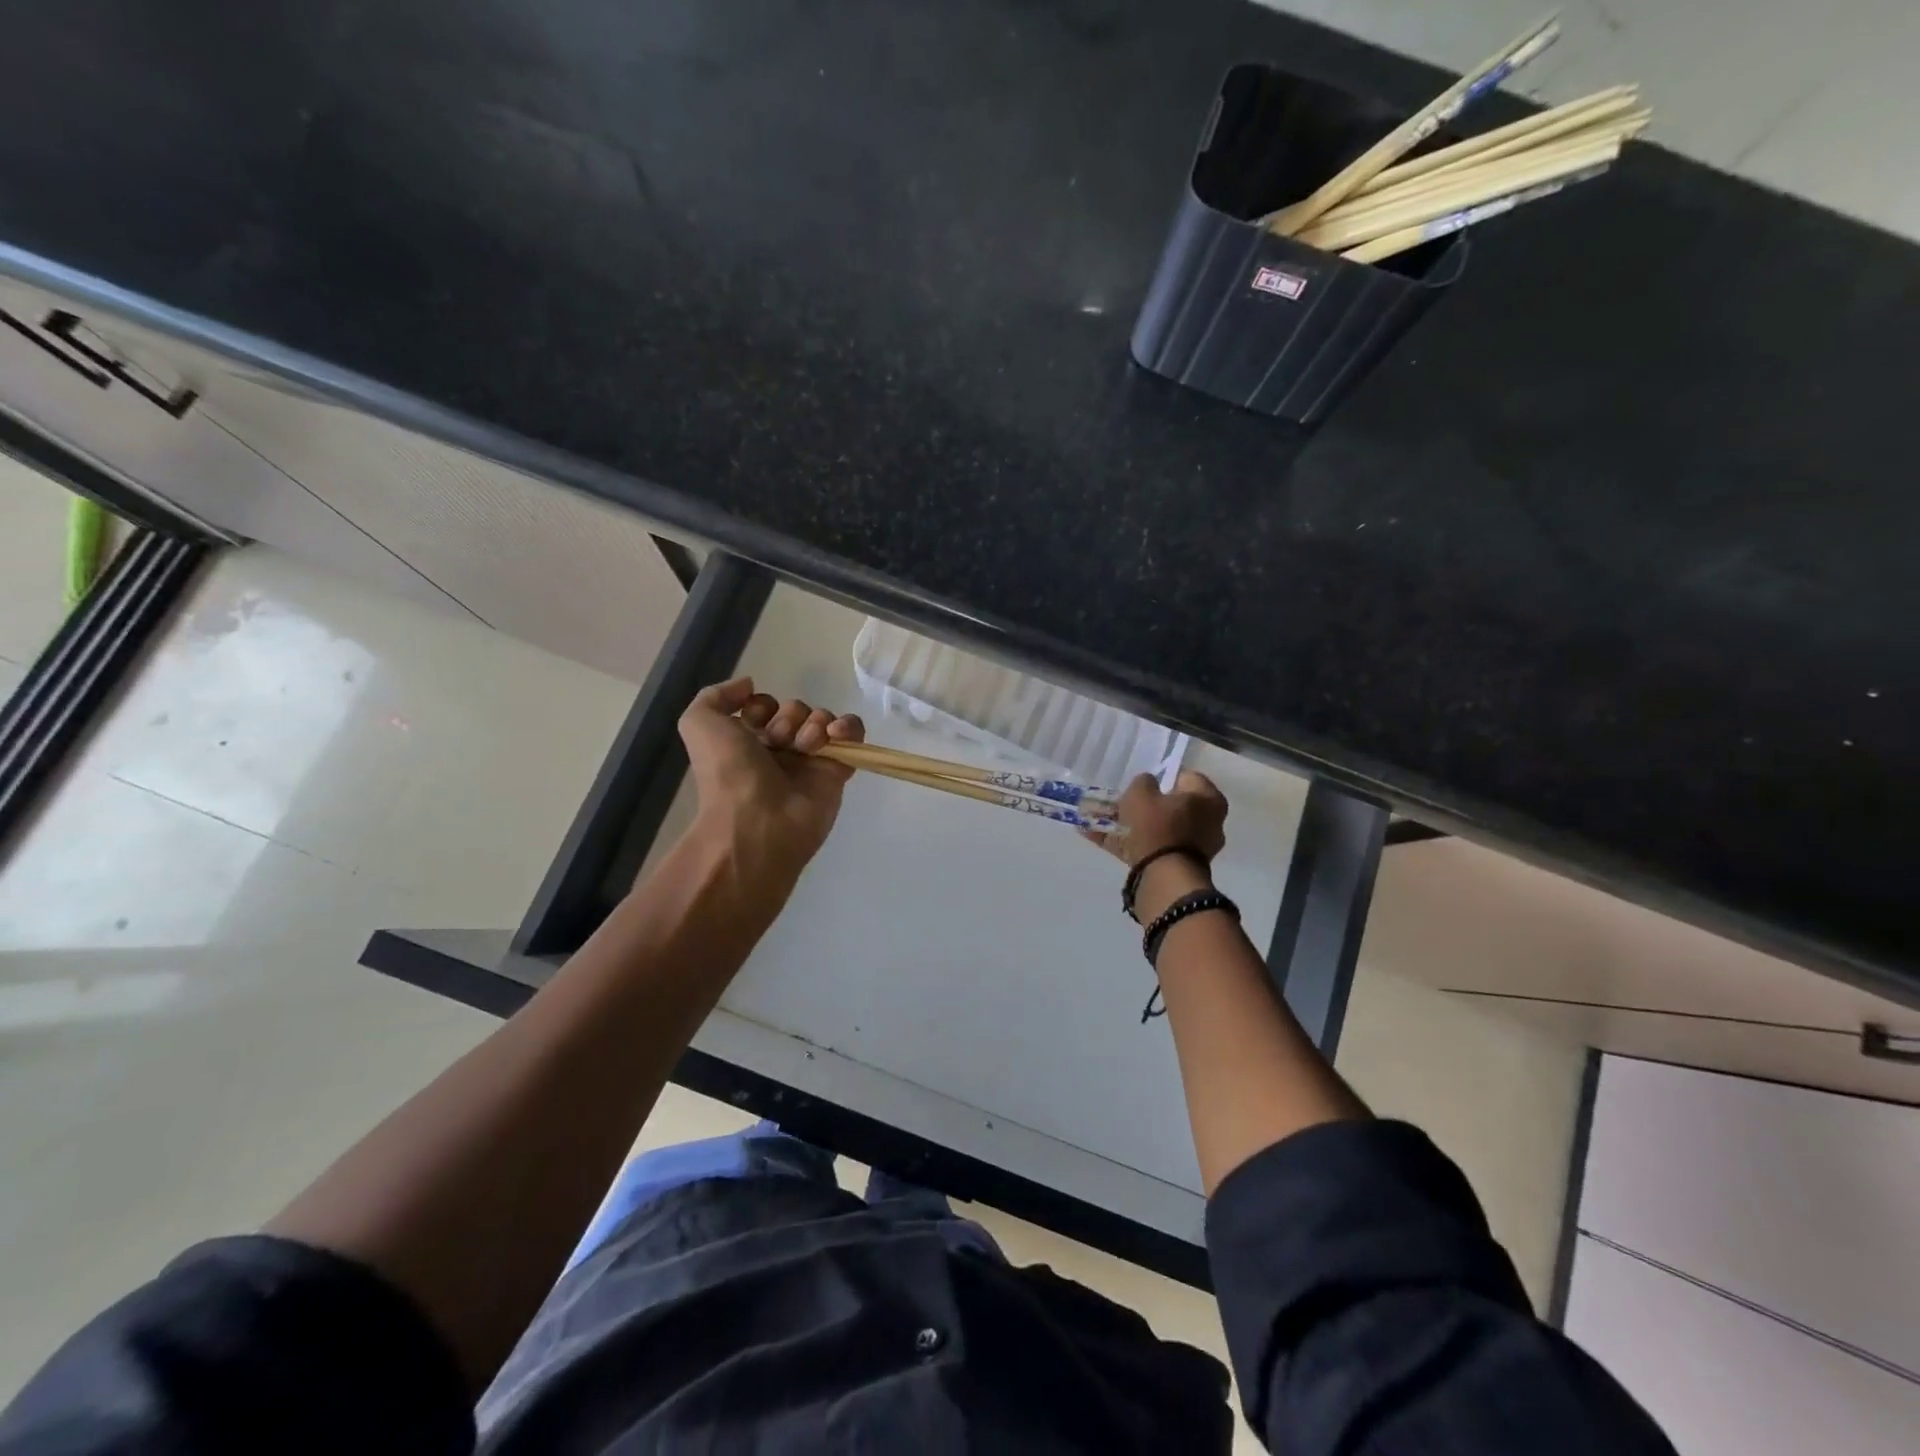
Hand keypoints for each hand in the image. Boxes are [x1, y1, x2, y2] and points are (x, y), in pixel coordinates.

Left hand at [679, 677, 865, 879]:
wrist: (757, 822)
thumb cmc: (727, 773)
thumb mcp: (699, 724)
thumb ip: (716, 696)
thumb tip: (750, 684)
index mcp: (748, 740)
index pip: (767, 705)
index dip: (762, 707)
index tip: (755, 722)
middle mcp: (779, 749)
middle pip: (796, 710)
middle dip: (789, 718)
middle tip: (779, 742)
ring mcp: (810, 760)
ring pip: (822, 719)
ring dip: (814, 723)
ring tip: (805, 747)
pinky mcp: (837, 771)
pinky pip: (852, 736)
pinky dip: (848, 728)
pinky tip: (836, 735)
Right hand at [1085, 770, 1229, 867]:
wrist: (1164, 878)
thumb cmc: (1158, 826)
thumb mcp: (1141, 793)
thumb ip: (1143, 782)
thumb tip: (1147, 784)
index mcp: (1208, 799)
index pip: (1185, 778)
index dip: (1161, 777)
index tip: (1141, 783)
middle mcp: (1209, 822)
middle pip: (1172, 806)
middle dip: (1144, 805)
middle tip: (1120, 803)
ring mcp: (1196, 847)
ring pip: (1158, 829)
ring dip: (1132, 826)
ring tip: (1101, 822)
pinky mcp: (1179, 867)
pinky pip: (1151, 849)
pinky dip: (1128, 844)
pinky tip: (1099, 838)